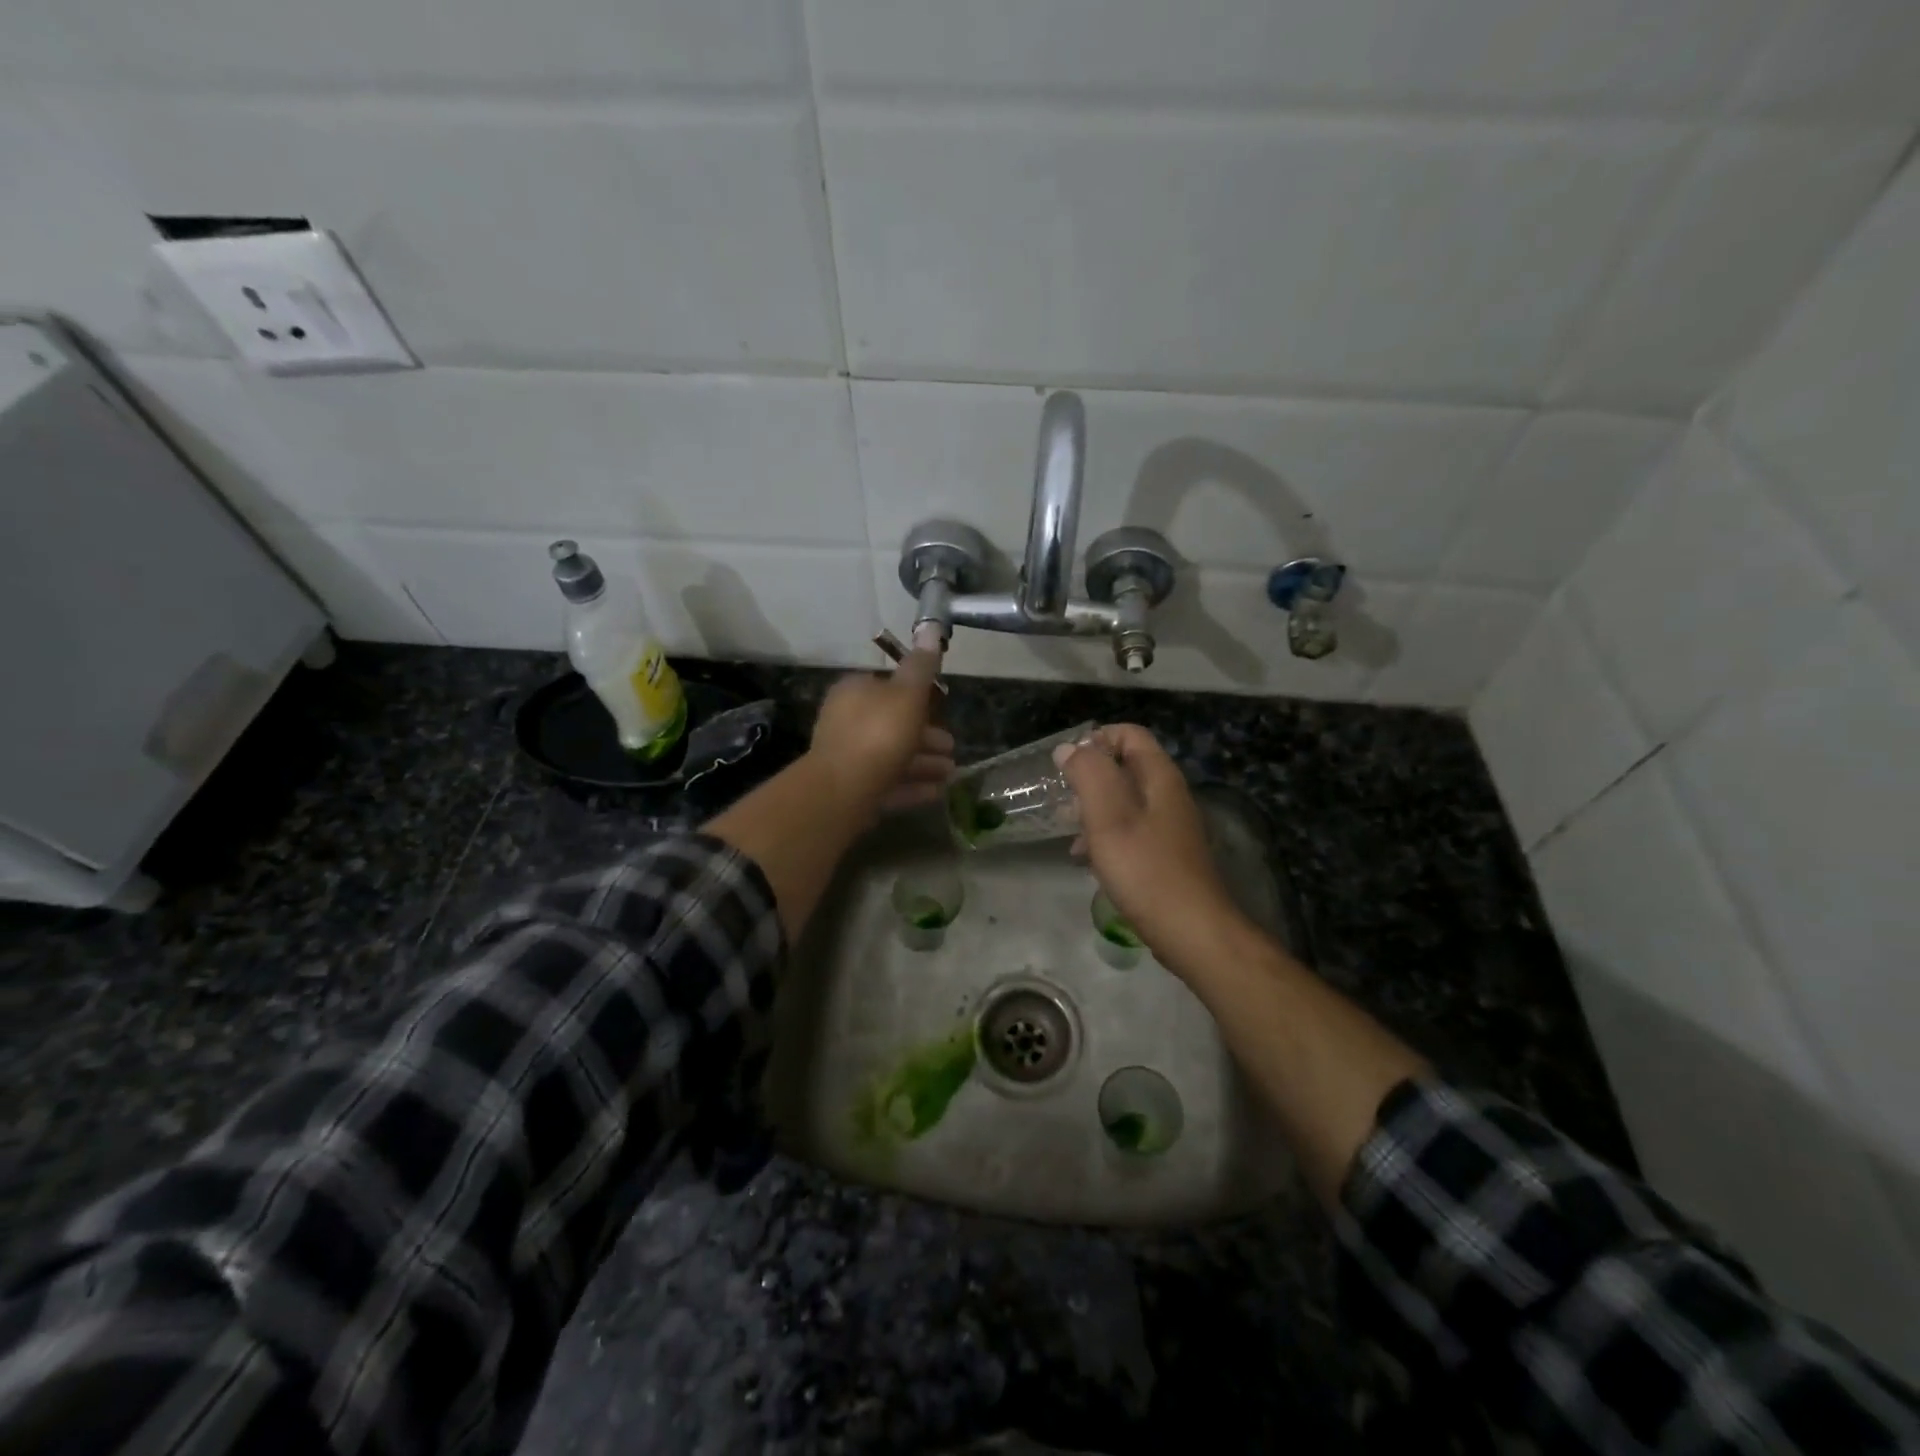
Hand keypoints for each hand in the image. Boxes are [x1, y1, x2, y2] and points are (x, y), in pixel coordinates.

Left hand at [808, 650, 954, 817]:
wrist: (843, 791)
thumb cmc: (878, 734)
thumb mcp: (907, 694)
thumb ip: (921, 666)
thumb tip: (930, 627)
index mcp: (855, 692)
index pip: (887, 687)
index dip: (917, 696)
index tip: (942, 708)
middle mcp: (847, 721)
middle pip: (893, 724)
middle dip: (926, 735)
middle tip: (952, 747)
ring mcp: (848, 758)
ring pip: (892, 755)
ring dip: (924, 762)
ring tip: (951, 773)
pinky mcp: (852, 790)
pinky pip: (888, 783)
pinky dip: (913, 785)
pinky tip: (938, 791)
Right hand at [1053, 725, 1242, 961]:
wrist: (1190, 930)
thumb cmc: (1145, 868)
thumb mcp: (1108, 816)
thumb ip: (1088, 774)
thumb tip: (1069, 748)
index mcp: (1159, 777)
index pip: (1129, 734)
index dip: (1096, 739)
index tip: (1066, 764)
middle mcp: (1168, 795)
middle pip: (1125, 767)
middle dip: (1090, 777)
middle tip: (1062, 799)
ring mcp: (1169, 827)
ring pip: (1124, 802)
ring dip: (1093, 809)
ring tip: (1067, 830)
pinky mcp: (1164, 855)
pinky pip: (1129, 832)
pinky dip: (1105, 836)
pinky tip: (1085, 859)